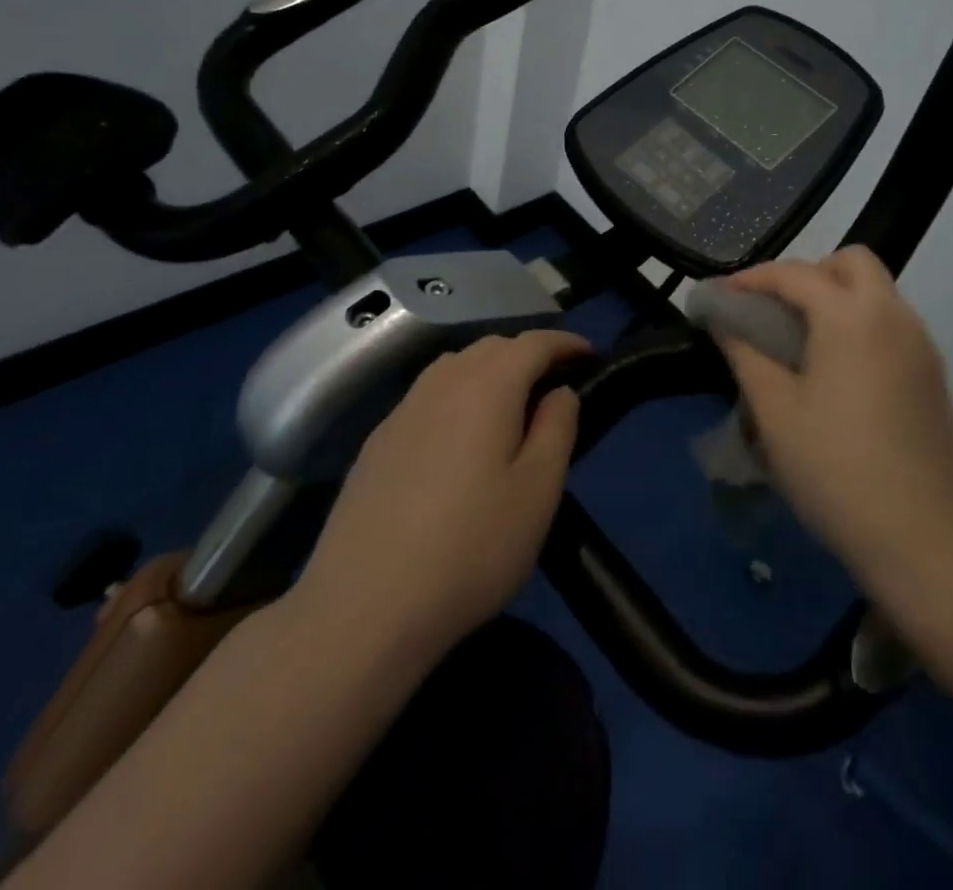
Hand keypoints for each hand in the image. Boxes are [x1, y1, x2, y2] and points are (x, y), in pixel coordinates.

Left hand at [290, 329, 591, 657]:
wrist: (362, 608)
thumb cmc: (470, 548)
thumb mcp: (538, 491)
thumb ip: (557, 428)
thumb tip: (560, 391)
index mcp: (487, 386)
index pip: (533, 343)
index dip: (565, 343)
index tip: (590, 354)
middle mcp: (441, 383)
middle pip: (491, 348)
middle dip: (528, 355)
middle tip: (554, 386)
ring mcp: (402, 411)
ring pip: (454, 368)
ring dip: (490, 373)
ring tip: (511, 409)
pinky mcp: (376, 442)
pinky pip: (427, 397)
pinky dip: (457, 397)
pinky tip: (459, 441)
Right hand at [716, 247, 952, 584]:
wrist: (923, 537)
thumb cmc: (835, 469)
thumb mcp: (775, 411)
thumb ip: (746, 353)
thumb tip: (725, 319)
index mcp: (851, 316)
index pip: (795, 274)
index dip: (753, 278)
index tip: (722, 295)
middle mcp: (893, 315)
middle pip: (852, 262)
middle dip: (808, 273)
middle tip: (774, 310)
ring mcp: (920, 344)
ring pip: (876, 291)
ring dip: (837, 296)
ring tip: (799, 340)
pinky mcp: (933, 373)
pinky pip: (892, 323)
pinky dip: (860, 323)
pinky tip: (837, 370)